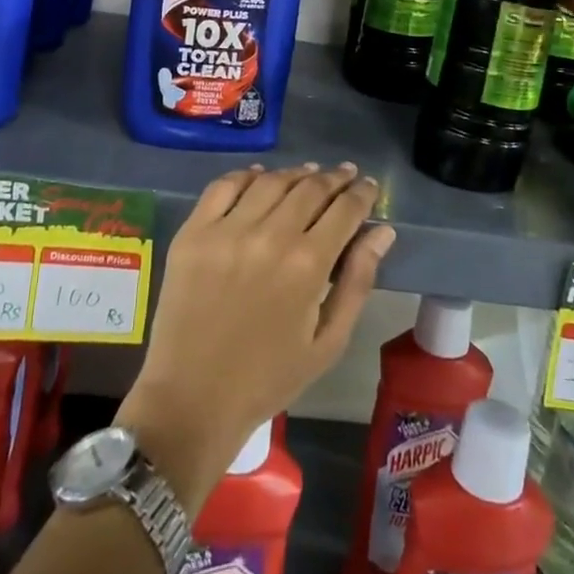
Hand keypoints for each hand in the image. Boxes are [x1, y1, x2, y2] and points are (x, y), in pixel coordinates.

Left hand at [116, 163, 392, 510]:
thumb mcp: (328, 342)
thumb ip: (358, 281)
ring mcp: (227, 230)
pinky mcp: (194, 232)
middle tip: (345, 175)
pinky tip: (259, 176)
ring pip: (270, 181)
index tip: (370, 186)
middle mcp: (269, 236)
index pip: (344, 210)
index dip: (362, 193)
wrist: (191, 399)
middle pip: (310, 188)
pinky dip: (246, 175)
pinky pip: (223, 186)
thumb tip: (382, 232)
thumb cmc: (268, 378)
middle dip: (335, 178)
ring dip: (296, 174)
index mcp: (307, 265)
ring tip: (310, 174)